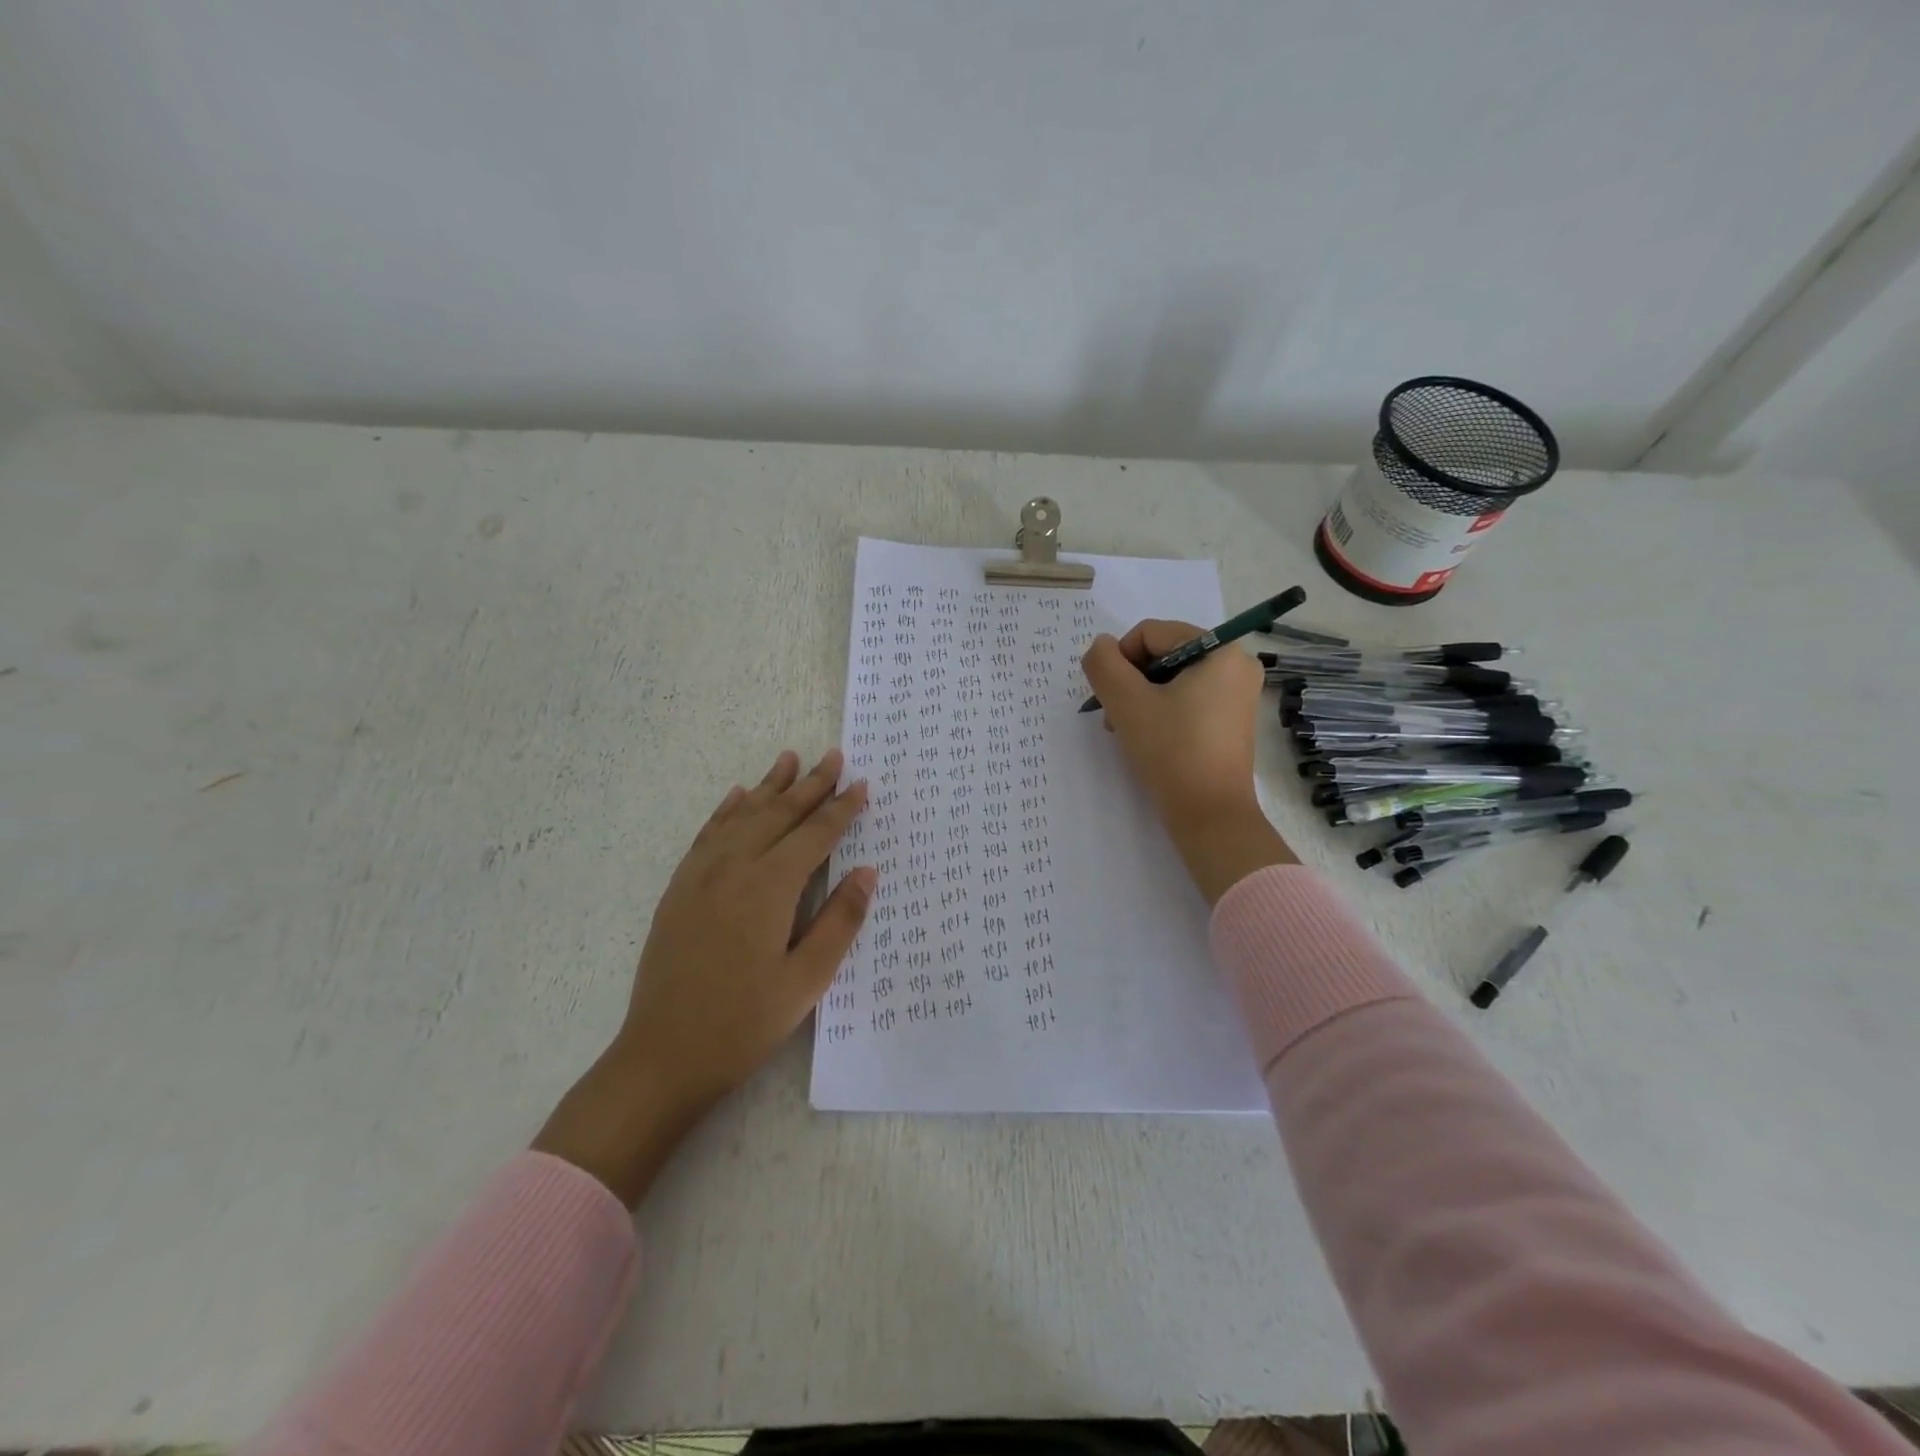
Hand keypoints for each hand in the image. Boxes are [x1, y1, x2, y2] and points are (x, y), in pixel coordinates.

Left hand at [534, 749, 872, 1205]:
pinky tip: (736, 797)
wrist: (662, 1056)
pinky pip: (706, 835)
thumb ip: (839, 921)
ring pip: (741, 816)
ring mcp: (700, 876)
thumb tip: (867, 872)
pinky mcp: (679, 890)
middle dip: (810, 785)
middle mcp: (733, 869)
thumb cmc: (744, 1023)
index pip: (814, 836)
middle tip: (833, 756)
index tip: (861, 784)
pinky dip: (726, 811)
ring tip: (789, 758)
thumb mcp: (806, 980)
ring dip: (768, 786)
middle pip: (778, 815)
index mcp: (768, 889)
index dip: (840, 809)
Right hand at [1081, 621, 1296, 904]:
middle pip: (1162, 654)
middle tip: (1115, 718)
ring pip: (1171, 679)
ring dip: (1141, 699)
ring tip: (1126, 731)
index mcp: (1220, 650)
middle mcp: (1236, 664)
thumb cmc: (1171, 752)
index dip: (1121, 660)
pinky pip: (1187, 699)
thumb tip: (1100, 646)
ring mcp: (1237, 694)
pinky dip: (1161, 712)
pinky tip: (1147, 738)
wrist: (1209, 815)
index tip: (1111, 698)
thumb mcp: (1126, 703)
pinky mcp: (1231, 720)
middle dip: (1131, 682)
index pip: (1151, 633)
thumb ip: (1104, 664)